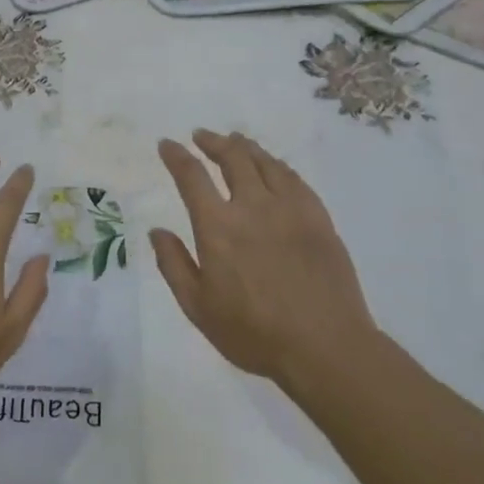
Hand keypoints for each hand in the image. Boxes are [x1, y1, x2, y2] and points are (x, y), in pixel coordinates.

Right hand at [151, 131, 376, 387]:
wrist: (325, 347)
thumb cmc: (254, 334)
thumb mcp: (198, 307)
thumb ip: (174, 264)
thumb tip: (157, 230)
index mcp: (218, 226)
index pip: (192, 177)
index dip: (176, 156)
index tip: (167, 144)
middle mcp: (253, 206)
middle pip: (232, 158)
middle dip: (213, 142)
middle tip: (202, 136)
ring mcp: (290, 209)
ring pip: (266, 162)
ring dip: (245, 147)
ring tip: (236, 141)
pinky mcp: (319, 218)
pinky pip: (295, 179)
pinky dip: (277, 165)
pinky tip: (274, 167)